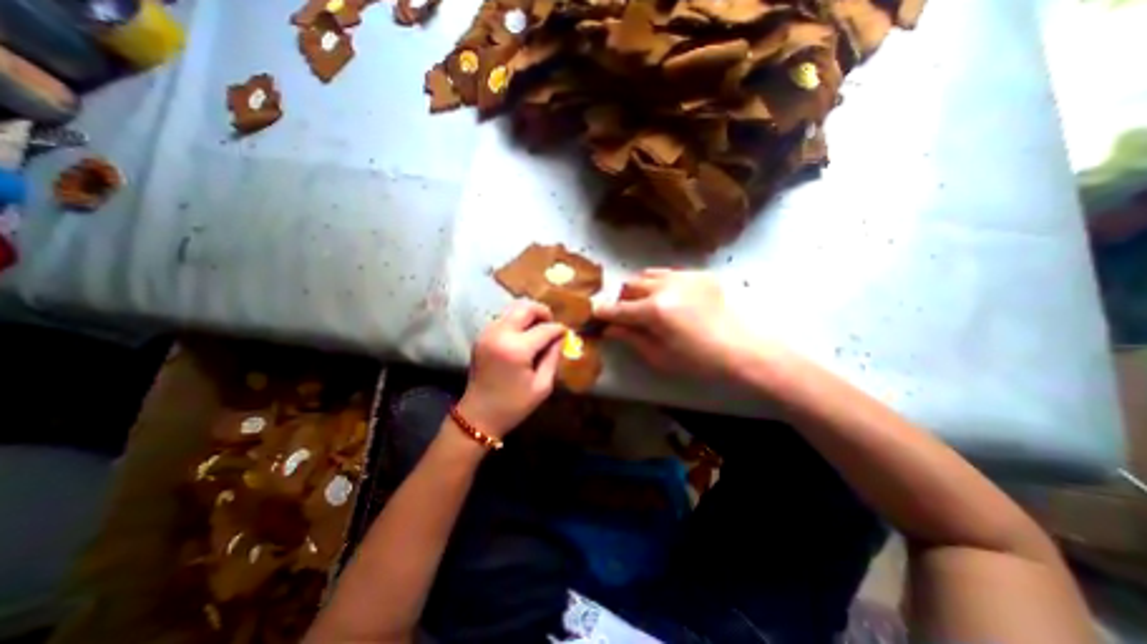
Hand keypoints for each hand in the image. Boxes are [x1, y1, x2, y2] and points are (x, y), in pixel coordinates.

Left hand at [458, 299, 562, 437]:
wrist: (478, 416)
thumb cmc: (514, 406)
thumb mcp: (542, 386)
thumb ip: (553, 357)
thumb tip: (560, 338)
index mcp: (517, 349)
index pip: (545, 329)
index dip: (559, 329)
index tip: (566, 333)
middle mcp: (500, 334)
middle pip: (525, 308)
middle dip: (543, 312)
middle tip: (551, 326)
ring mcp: (487, 333)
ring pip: (513, 309)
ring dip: (529, 315)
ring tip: (538, 330)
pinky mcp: (481, 336)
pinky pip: (503, 318)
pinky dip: (517, 321)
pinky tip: (523, 336)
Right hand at [595, 268, 759, 379]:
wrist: (744, 349)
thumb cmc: (700, 360)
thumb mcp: (660, 356)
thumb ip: (632, 338)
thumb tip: (610, 329)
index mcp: (655, 311)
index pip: (618, 309)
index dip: (603, 312)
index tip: (595, 314)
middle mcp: (665, 287)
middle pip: (630, 285)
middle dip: (623, 300)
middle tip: (628, 315)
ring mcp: (683, 277)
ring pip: (647, 275)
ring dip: (640, 289)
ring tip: (648, 304)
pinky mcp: (698, 274)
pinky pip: (668, 273)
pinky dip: (660, 284)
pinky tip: (670, 299)